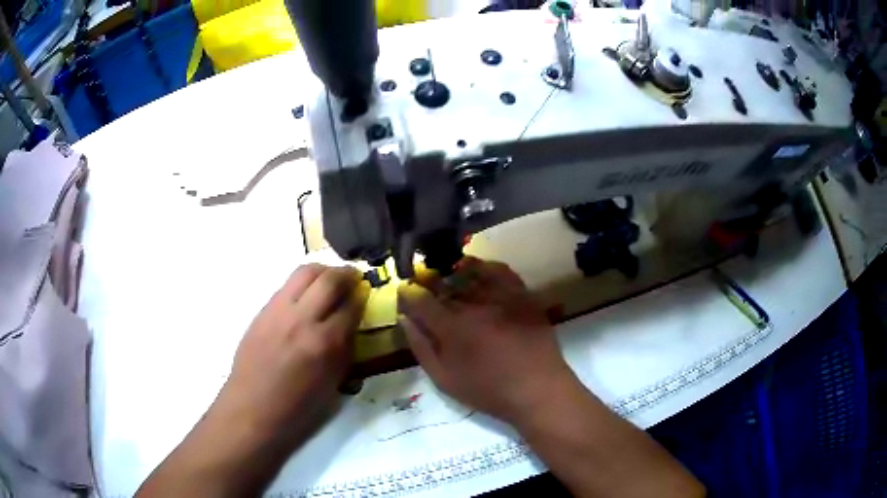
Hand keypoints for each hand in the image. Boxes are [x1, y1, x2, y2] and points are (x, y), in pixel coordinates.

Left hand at [214, 264, 369, 446]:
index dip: (363, 297)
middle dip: (347, 274)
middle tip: (353, 278)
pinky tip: (306, 297)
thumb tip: (350, 326)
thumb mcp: (333, 384)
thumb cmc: (298, 408)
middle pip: (329, 279)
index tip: (366, 295)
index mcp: (325, 343)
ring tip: (330, 280)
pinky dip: (302, 284)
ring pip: (305, 272)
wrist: (253, 409)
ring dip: (323, 271)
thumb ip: (345, 350)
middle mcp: (303, 319)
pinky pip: (287, 286)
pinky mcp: (263, 311)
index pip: (352, 306)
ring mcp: (279, 311)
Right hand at [398, 257, 574, 423]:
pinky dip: (485, 267)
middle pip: (444, 284)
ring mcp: (502, 296)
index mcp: (452, 327)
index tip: (405, 293)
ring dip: (454, 275)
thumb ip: (421, 347)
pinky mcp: (523, 294)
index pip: (421, 299)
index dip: (408, 294)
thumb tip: (405, 319)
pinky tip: (479, 272)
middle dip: (430, 285)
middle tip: (427, 292)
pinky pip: (500, 271)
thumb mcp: (445, 379)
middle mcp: (475, 304)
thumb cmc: (488, 391)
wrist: (537, 389)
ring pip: (470, 274)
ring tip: (449, 281)